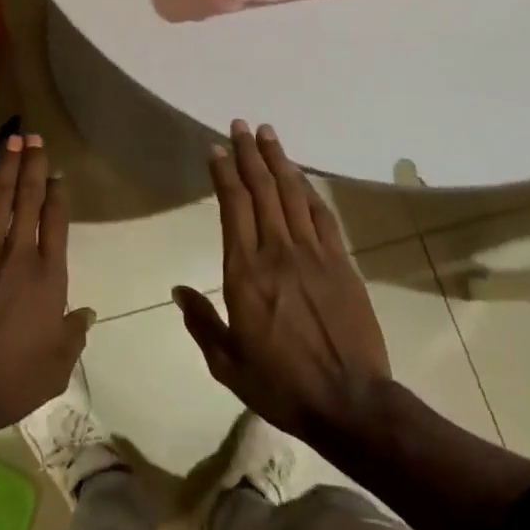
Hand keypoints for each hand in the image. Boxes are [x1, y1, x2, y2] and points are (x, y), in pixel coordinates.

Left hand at [0, 134, 93, 436]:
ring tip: (12, 142)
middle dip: (32, 165)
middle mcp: (18, 256)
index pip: (56, 222)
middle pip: (28, 199)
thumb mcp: (56, 366)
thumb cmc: (11, 381)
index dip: (57, 193)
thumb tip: (87, 312)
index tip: (57, 174)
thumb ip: (74, 335)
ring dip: (6, 168)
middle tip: (34, 137)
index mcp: (49, 278)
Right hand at [175, 120, 391, 442]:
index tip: (217, 149)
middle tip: (240, 125)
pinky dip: (309, 191)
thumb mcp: (227, 364)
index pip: (233, 207)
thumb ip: (202, 323)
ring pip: (292, 195)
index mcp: (245, 272)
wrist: (351, 404)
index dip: (224, 173)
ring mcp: (313, 255)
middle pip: (262, 190)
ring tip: (267, 134)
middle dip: (249, 154)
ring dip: (279, 161)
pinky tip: (301, 177)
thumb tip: (178, 291)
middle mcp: (277, 251)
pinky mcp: (341, 264)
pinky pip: (322, 217)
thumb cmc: (281, 385)